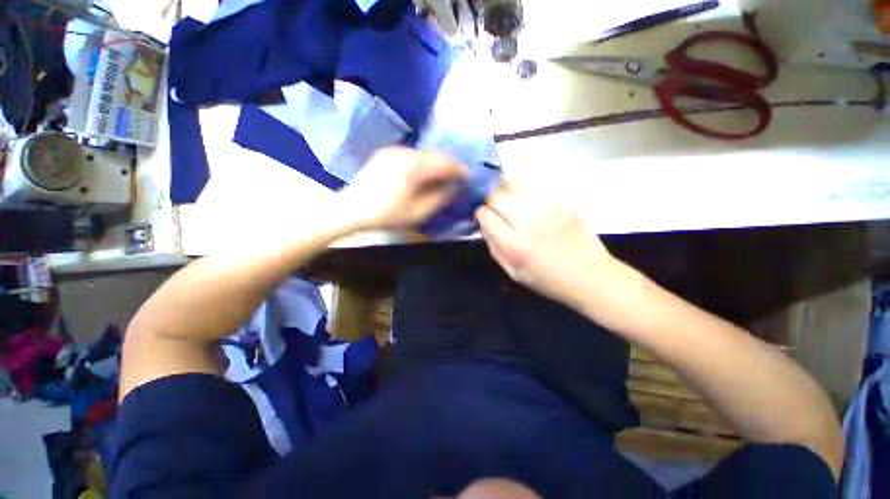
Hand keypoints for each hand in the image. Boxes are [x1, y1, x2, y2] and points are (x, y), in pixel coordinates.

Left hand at [340, 148, 467, 229]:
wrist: (351, 209)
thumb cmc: (386, 214)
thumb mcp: (417, 212)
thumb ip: (440, 198)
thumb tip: (455, 187)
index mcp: (413, 166)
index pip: (444, 162)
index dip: (459, 169)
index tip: (467, 177)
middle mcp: (404, 152)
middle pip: (434, 155)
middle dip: (447, 166)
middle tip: (456, 179)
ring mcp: (392, 151)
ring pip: (422, 154)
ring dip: (434, 164)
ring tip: (440, 178)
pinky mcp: (385, 154)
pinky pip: (410, 155)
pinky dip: (421, 163)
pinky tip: (421, 175)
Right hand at [476, 187, 621, 309]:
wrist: (591, 277)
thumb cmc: (548, 280)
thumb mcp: (513, 272)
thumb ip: (494, 246)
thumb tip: (483, 224)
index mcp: (514, 244)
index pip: (486, 215)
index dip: (479, 212)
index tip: (481, 214)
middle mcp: (529, 222)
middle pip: (497, 195)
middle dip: (489, 198)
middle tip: (491, 204)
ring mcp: (548, 208)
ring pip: (515, 186)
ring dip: (505, 191)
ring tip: (507, 200)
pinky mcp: (563, 202)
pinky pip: (534, 189)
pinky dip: (524, 193)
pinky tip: (527, 203)